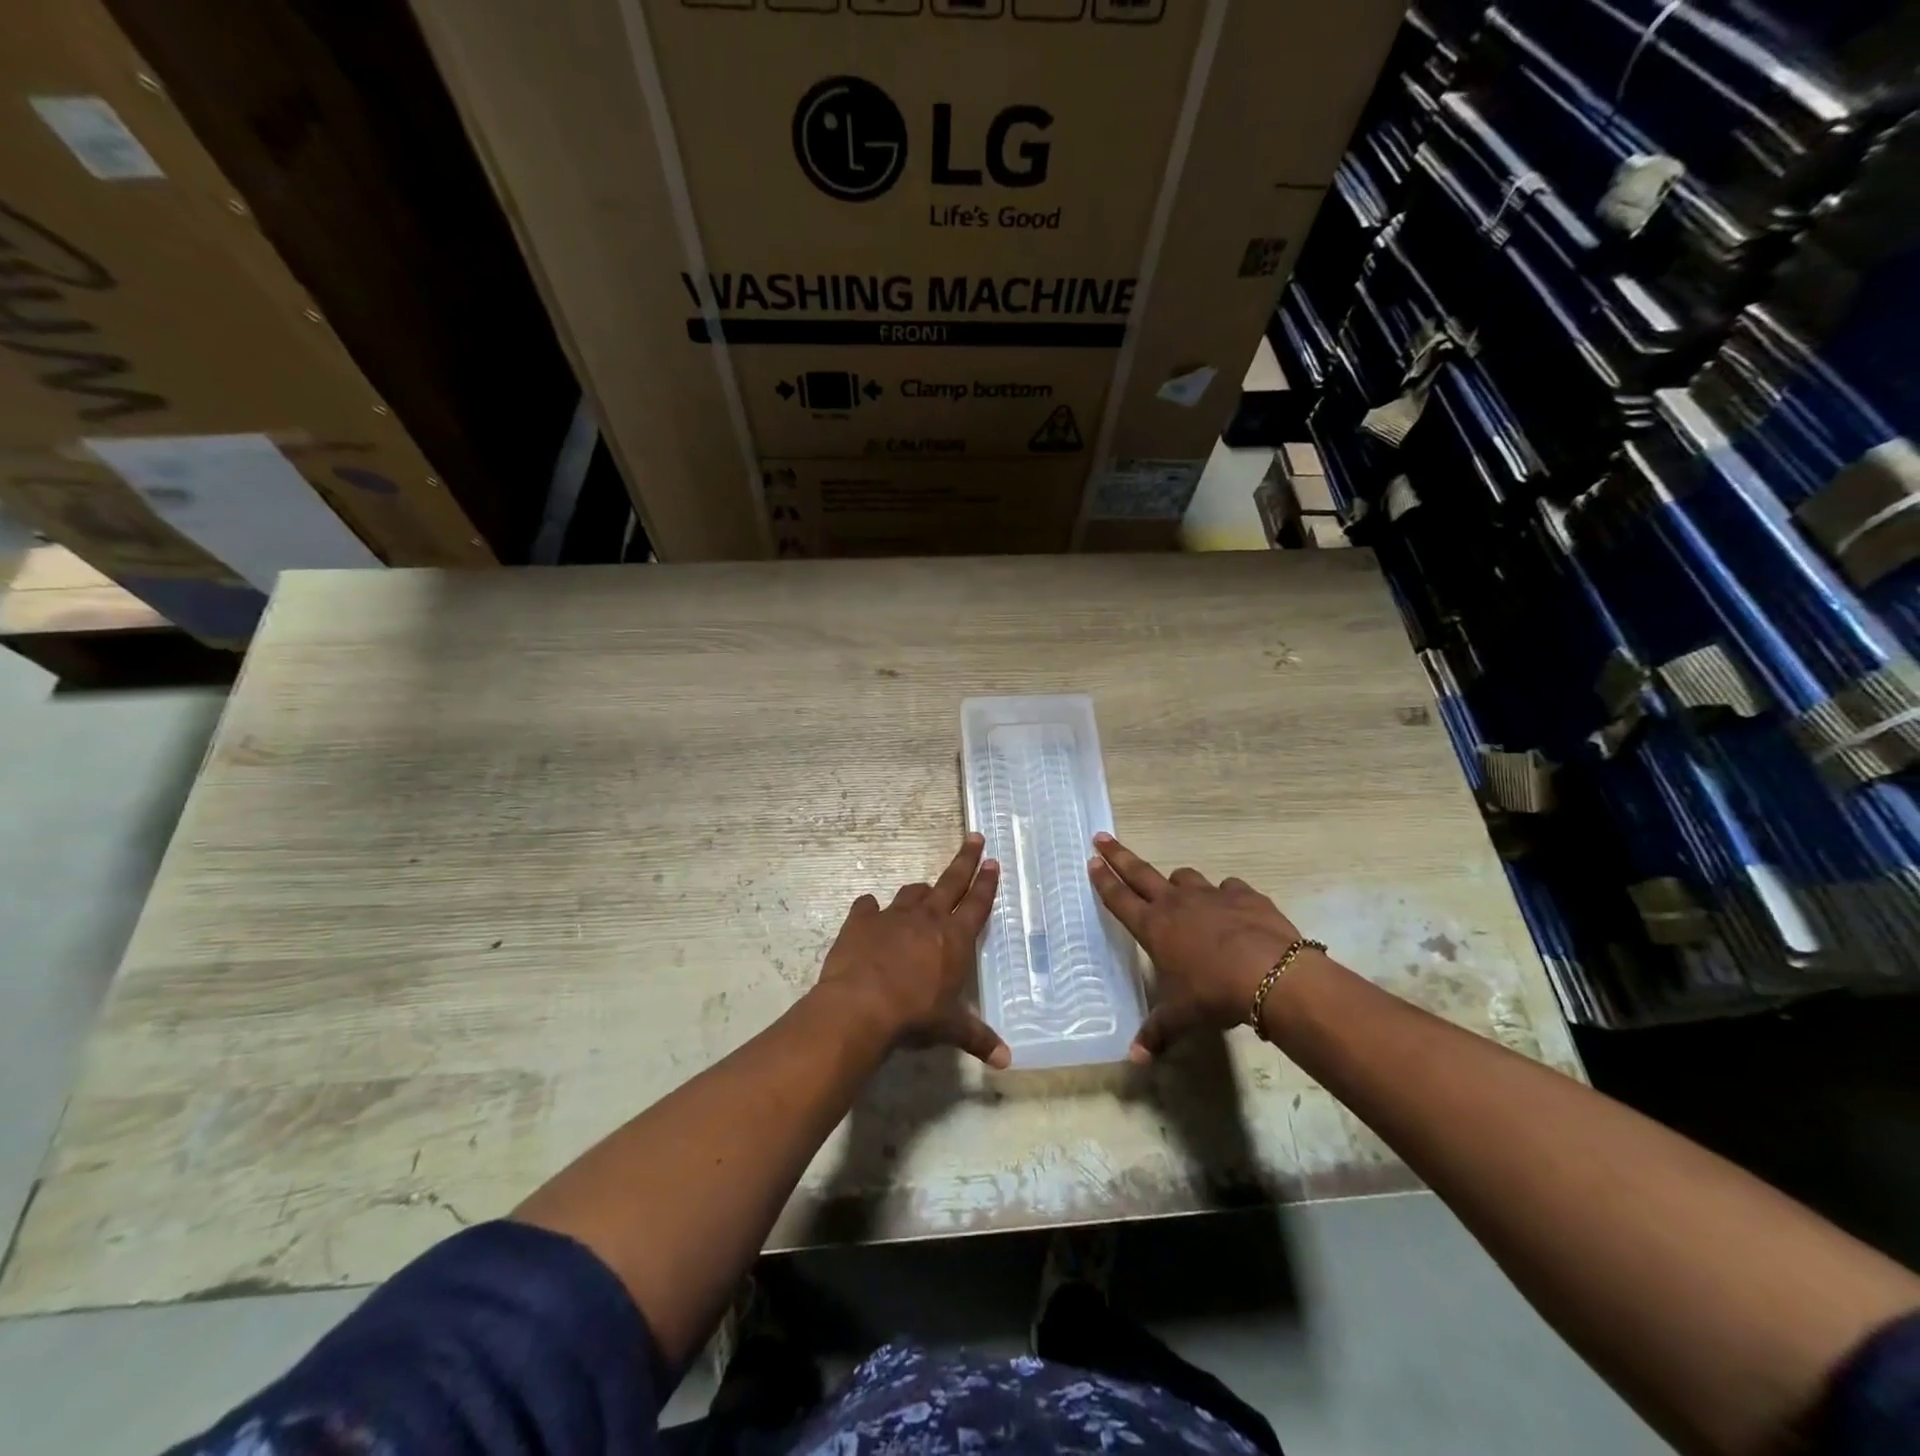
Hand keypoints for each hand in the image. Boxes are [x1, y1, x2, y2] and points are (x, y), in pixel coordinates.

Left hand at [815, 833, 1009, 1068]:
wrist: (860, 1006)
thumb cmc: (914, 1015)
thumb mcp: (950, 1028)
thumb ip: (978, 1038)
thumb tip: (1007, 1061)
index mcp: (954, 938)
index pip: (977, 904)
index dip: (987, 883)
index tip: (993, 861)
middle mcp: (927, 918)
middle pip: (951, 881)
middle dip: (965, 860)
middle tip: (975, 838)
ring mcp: (892, 916)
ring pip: (912, 893)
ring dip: (921, 891)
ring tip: (924, 892)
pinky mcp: (861, 921)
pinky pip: (868, 906)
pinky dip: (871, 910)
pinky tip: (869, 913)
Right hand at [1088, 833, 1308, 1061]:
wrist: (1272, 975)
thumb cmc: (1215, 994)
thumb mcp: (1183, 1016)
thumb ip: (1158, 1032)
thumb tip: (1135, 1058)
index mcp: (1154, 927)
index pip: (1119, 898)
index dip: (1103, 880)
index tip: (1092, 860)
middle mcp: (1176, 904)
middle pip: (1140, 872)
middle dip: (1119, 856)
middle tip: (1102, 838)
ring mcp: (1211, 894)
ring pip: (1185, 877)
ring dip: (1178, 883)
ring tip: (1179, 892)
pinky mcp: (1244, 894)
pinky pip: (1228, 888)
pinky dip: (1226, 896)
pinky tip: (1232, 909)